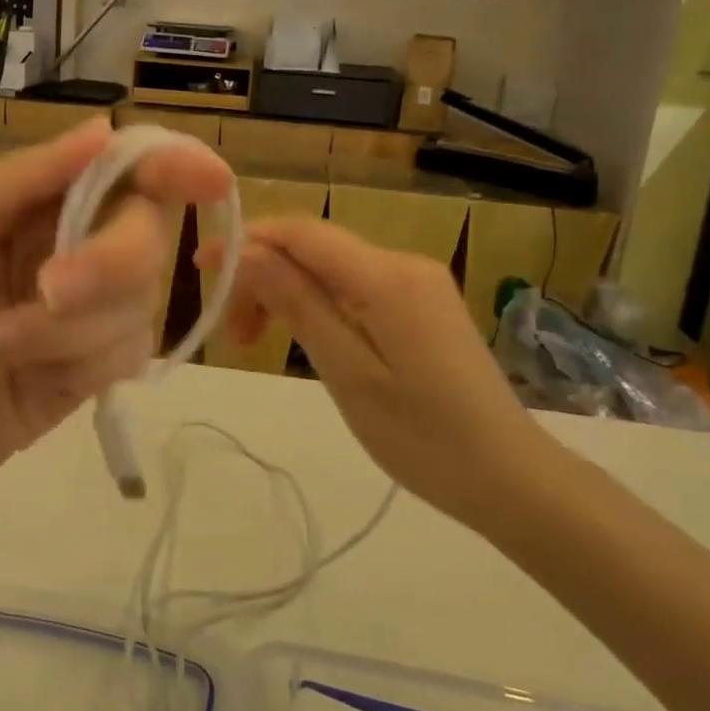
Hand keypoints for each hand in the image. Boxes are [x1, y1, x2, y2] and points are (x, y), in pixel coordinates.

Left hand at [0, 120, 231, 517]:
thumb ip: (17, 181)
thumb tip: (102, 127)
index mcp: (30, 203)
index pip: (117, 167)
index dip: (167, 164)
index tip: (207, 178)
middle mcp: (69, 247)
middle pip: (145, 231)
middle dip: (109, 261)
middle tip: (50, 290)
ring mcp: (85, 313)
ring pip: (139, 298)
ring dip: (68, 327)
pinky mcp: (92, 370)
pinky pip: (128, 352)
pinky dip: (78, 362)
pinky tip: (23, 379)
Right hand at [205, 217, 540, 519]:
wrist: (509, 477)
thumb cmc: (423, 436)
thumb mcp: (347, 371)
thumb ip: (298, 304)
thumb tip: (247, 253)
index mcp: (387, 276)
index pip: (302, 233)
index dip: (246, 241)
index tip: (200, 267)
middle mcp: (403, 264)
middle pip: (314, 249)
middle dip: (263, 276)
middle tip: (234, 335)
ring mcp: (416, 283)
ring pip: (332, 269)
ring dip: (287, 294)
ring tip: (258, 343)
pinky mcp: (421, 306)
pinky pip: (355, 288)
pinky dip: (317, 305)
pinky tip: (303, 338)